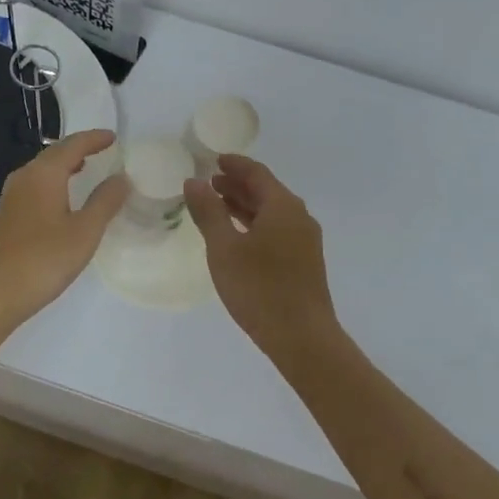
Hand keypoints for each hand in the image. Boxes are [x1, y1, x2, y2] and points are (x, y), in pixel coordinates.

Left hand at [0, 129, 128, 336]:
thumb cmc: (43, 260)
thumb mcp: (84, 232)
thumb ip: (105, 202)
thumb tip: (121, 177)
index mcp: (44, 174)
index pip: (73, 145)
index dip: (94, 139)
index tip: (114, 137)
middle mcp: (25, 177)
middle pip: (54, 153)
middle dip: (79, 148)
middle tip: (103, 149)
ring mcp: (12, 196)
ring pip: (43, 169)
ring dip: (65, 165)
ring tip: (86, 168)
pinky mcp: (8, 215)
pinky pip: (36, 185)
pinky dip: (54, 181)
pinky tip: (63, 198)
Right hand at [185, 155, 339, 357]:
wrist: (303, 339)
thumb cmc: (260, 288)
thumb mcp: (224, 248)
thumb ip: (208, 212)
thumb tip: (193, 181)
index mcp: (283, 206)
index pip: (257, 173)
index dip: (234, 164)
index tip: (213, 160)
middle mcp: (299, 217)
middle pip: (266, 190)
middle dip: (237, 184)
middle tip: (209, 182)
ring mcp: (305, 241)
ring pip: (271, 212)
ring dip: (245, 205)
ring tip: (217, 205)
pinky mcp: (304, 262)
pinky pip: (277, 230)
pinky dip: (255, 224)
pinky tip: (238, 237)